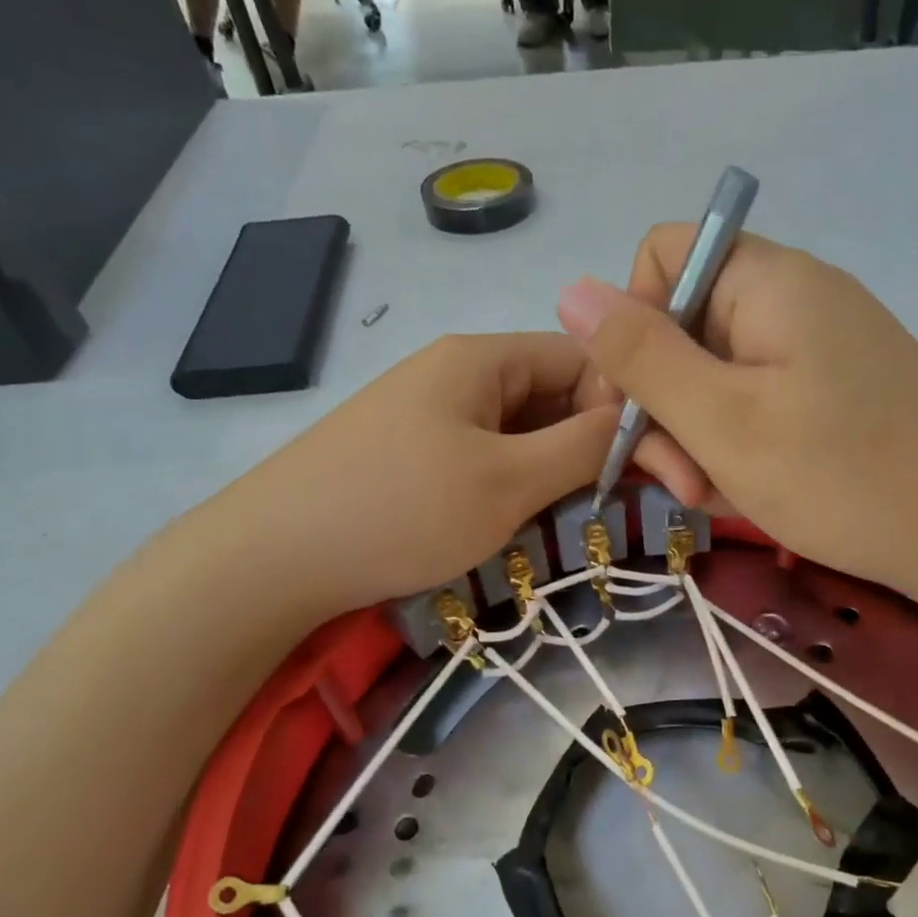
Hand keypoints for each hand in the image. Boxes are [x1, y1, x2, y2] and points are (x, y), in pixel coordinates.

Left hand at [200, 334, 616, 617]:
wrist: (271, 559)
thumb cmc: (401, 510)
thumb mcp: (508, 480)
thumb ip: (583, 447)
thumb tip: (639, 420)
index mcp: (481, 357)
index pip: (582, 358)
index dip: (622, 404)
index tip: (646, 465)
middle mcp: (456, 372)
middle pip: (551, 394)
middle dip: (587, 443)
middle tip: (613, 501)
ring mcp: (429, 414)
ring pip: (519, 431)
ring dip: (550, 470)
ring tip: (566, 518)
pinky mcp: (410, 454)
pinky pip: (483, 456)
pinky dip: (511, 484)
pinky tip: (514, 521)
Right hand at [559, 226, 917, 597]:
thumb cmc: (842, 475)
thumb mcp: (722, 421)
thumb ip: (642, 356)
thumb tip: (570, 290)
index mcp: (765, 281)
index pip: (660, 257)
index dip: (632, 324)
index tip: (638, 402)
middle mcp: (791, 299)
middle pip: (685, 327)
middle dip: (667, 406)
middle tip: (684, 481)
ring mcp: (817, 348)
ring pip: (717, 378)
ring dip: (701, 440)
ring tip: (721, 497)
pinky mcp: (834, 392)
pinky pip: (757, 405)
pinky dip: (741, 449)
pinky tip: (753, 494)